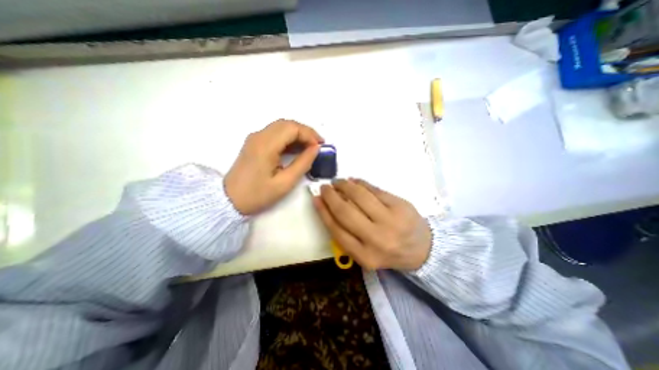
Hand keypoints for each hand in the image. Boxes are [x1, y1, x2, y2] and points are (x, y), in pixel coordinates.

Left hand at [222, 120, 322, 215]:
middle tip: (318, 145)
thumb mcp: (285, 183)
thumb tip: (315, 149)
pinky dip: (289, 138)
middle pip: (287, 124)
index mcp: (266, 145)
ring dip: (298, 134)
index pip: (292, 128)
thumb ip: (303, 163)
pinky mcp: (254, 143)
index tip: (320, 147)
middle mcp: (259, 136)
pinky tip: (297, 148)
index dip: (309, 135)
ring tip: (310, 147)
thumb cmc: (258, 194)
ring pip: (281, 127)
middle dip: (306, 132)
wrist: (229, 200)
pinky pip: (275, 134)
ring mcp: (255, 138)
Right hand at [314, 178, 433, 269]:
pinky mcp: (400, 205)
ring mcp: (390, 220)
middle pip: (345, 211)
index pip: (336, 229)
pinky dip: (361, 183)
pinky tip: (354, 181)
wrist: (423, 249)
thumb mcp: (365, 252)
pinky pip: (374, 189)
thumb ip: (346, 235)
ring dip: (344, 185)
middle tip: (325, 187)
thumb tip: (328, 206)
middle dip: (331, 196)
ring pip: (359, 196)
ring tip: (338, 182)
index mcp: (365, 256)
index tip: (316, 198)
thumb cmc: (389, 251)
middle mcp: (376, 239)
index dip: (323, 211)